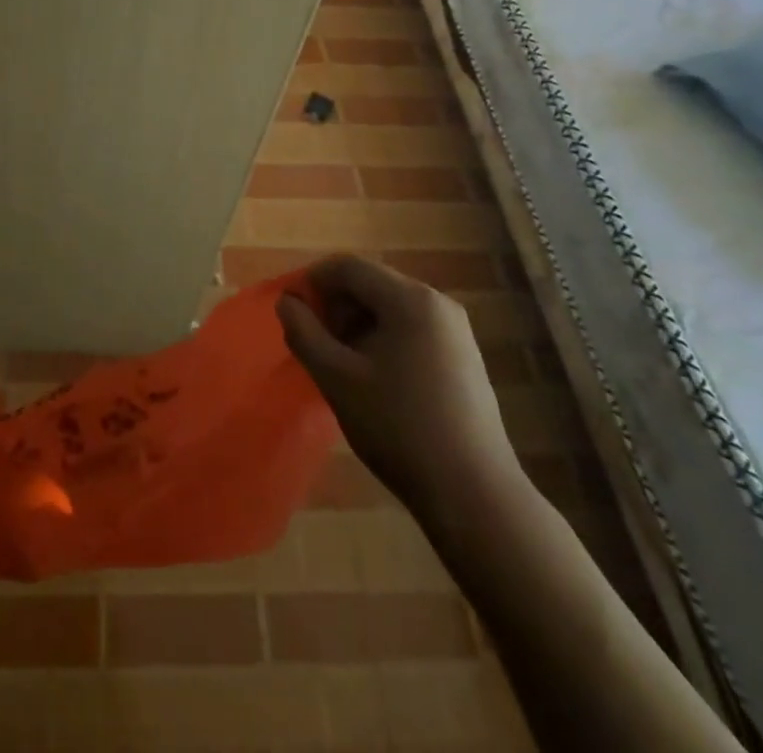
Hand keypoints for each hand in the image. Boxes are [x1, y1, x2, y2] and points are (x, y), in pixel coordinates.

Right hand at [277, 255, 521, 526]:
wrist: (475, 496)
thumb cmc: (399, 428)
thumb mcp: (337, 378)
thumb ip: (304, 332)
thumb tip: (287, 302)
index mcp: (409, 299)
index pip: (348, 267)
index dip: (312, 282)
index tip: (290, 312)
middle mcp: (437, 303)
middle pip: (371, 284)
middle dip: (335, 306)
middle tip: (313, 343)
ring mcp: (455, 331)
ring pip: (390, 308)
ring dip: (356, 325)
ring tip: (338, 364)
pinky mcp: (463, 358)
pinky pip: (411, 329)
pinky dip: (382, 340)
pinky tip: (372, 379)